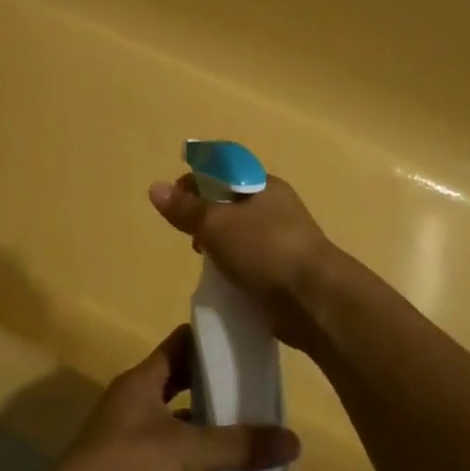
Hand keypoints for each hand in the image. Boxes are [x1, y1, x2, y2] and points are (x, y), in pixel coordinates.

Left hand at [29, 326, 299, 470]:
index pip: (180, 345)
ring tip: (257, 437)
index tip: (248, 342)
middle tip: (262, 392)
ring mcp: (134, 442)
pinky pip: (177, 466)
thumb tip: (293, 440)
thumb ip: (237, 445)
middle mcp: (137, 404)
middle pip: (183, 386)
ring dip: (213, 434)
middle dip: (219, 390)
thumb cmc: (125, 469)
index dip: (211, 341)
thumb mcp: (185, 451)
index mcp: (142, 381)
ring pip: (182, 429)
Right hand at [148, 175, 337, 355]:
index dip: (195, 180)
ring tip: (202, 259)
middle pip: (229, 202)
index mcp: (263, 185)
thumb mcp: (216, 224)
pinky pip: (249, 261)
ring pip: (239, 234)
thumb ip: (185, 208)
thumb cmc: (265, 249)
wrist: (314, 300)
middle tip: (187, 232)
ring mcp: (282, 240)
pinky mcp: (283, 271)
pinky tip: (221, 280)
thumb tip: (155, 187)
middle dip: (204, 215)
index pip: (223, 170)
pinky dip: (232, 267)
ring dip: (218, 244)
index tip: (173, 200)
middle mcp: (275, 207)